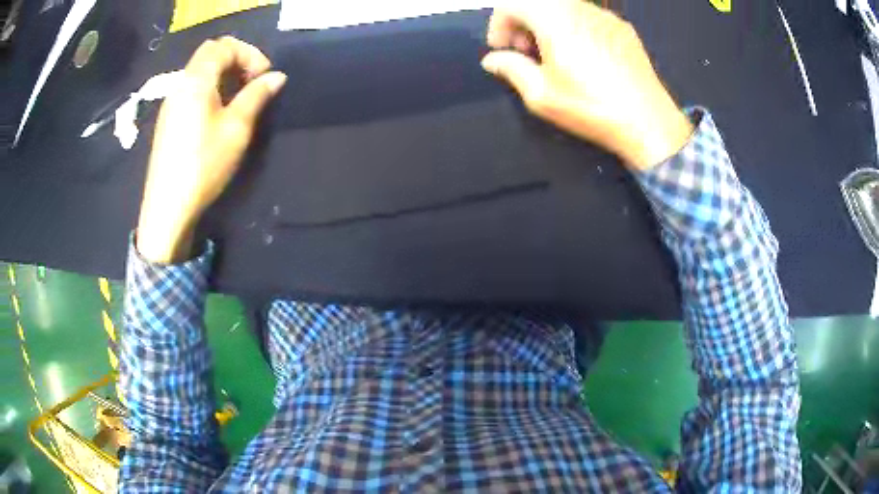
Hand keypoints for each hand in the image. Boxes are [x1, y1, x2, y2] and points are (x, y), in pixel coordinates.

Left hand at [137, 37, 286, 263]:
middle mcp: (180, 84)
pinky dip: (211, 89)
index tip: (264, 76)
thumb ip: (256, 96)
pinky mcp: (169, 120)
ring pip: (200, 72)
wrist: (168, 208)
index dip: (249, 54)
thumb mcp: (236, 129)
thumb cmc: (203, 165)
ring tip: (240, 98)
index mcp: (196, 81)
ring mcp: (171, 103)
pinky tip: (220, 113)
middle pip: (209, 54)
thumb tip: (277, 76)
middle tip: (253, 82)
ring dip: (224, 75)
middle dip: (236, 60)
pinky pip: (192, 90)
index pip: (223, 46)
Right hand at [482, 0, 692, 169]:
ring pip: (563, 8)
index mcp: (555, 19)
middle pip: (538, 2)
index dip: (499, 24)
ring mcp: (605, 16)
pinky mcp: (623, 28)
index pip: (512, 3)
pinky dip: (574, 29)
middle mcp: (580, 8)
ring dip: (549, 25)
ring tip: (556, 58)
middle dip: (524, 24)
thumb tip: (492, 60)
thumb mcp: (541, 95)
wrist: (649, 122)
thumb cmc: (591, 107)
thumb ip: (511, 69)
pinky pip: (587, 18)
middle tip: (528, 54)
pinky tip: (584, 59)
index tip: (503, 50)